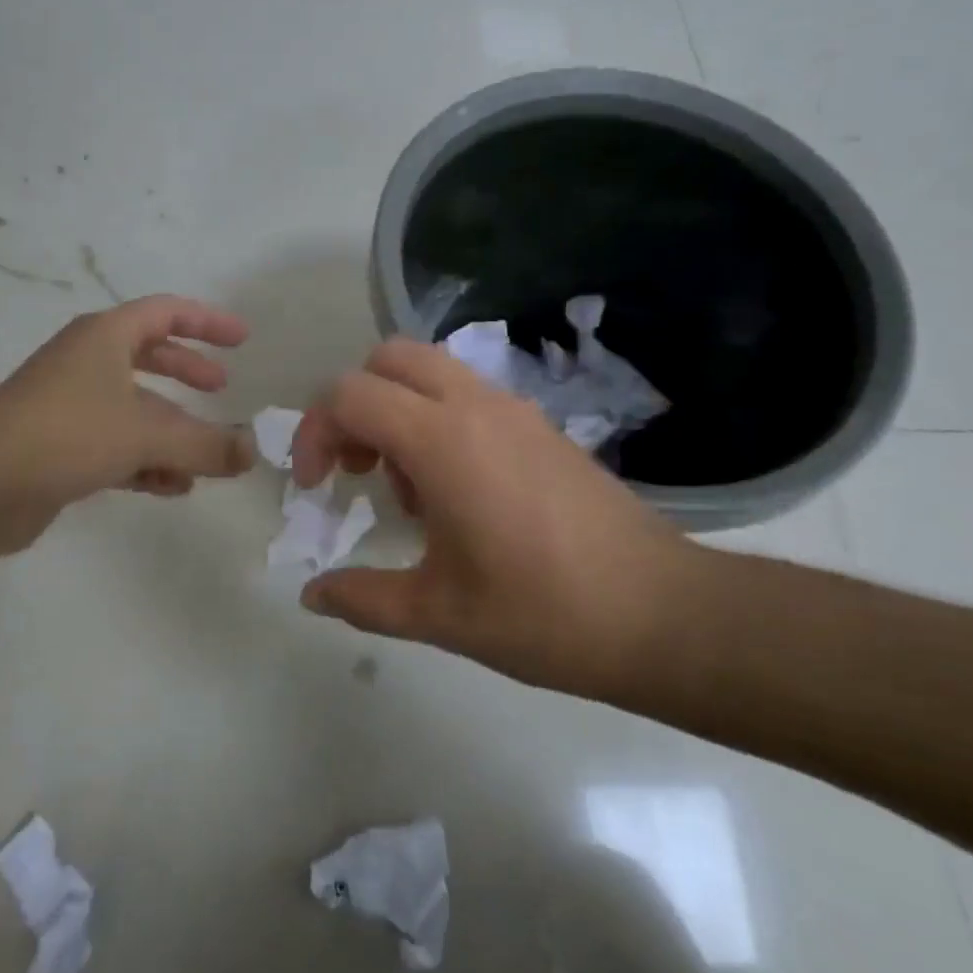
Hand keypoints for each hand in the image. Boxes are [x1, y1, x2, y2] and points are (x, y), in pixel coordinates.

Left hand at [0, 296, 255, 557]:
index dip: (206, 322)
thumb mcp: (148, 434)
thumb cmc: (68, 433)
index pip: (165, 312)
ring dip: (171, 429)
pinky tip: (173, 487)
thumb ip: (206, 444)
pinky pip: (117, 445)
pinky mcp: (59, 447)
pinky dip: (147, 461)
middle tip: (220, 387)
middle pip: (148, 356)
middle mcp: (86, 363)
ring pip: (134, 408)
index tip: (242, 338)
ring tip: (205, 455)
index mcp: (104, 337)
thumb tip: (252, 453)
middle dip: (187, 370)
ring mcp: (69, 405)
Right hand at [291, 339, 718, 702]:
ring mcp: (515, 409)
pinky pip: (469, 394)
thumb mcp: (440, 614)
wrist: (660, 613)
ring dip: (400, 409)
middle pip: (390, 358)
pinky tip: (459, 492)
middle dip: (356, 404)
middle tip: (358, 467)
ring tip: (411, 489)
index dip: (316, 433)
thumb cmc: (542, 613)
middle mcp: (476, 405)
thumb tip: (311, 595)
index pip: (350, 395)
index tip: (317, 488)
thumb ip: (364, 598)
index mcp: (442, 439)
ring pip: (432, 370)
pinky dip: (440, 419)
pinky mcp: (542, 426)